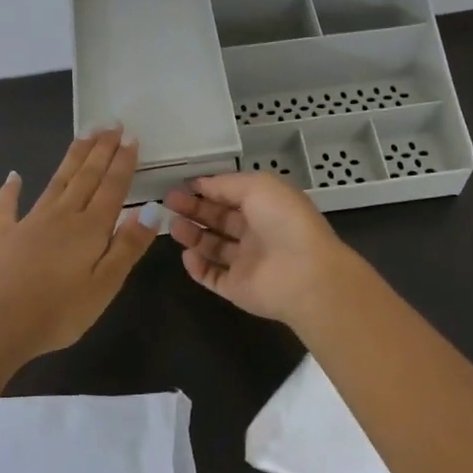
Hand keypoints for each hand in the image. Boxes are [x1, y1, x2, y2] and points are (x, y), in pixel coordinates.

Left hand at [0, 128, 161, 360]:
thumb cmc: (59, 312)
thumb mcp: (105, 285)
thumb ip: (128, 245)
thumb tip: (154, 209)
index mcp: (90, 228)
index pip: (112, 187)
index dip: (123, 161)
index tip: (131, 136)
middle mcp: (62, 215)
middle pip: (86, 176)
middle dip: (101, 149)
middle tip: (111, 124)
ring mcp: (30, 222)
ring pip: (57, 181)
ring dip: (72, 157)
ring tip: (84, 134)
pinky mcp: (3, 235)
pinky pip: (7, 205)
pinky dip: (11, 189)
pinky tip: (14, 175)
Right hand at [164, 173, 362, 326]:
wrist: (304, 274)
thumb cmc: (283, 221)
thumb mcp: (257, 186)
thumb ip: (226, 184)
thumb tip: (200, 183)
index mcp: (266, 206)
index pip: (231, 196)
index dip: (208, 190)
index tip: (182, 186)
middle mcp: (257, 233)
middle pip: (219, 220)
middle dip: (194, 210)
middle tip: (169, 203)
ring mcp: (247, 262)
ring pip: (213, 247)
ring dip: (193, 235)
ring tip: (173, 226)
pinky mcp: (237, 288)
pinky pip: (212, 277)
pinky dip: (197, 267)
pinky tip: (186, 255)